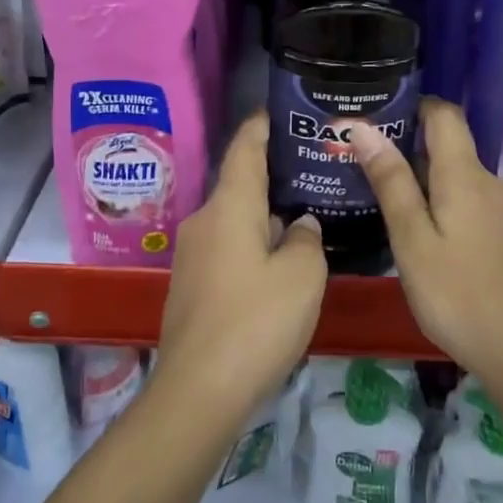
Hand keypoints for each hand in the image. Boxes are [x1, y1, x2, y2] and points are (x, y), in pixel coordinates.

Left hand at [157, 111, 325, 429]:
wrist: (199, 391)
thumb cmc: (256, 322)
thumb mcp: (302, 276)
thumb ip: (307, 241)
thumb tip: (301, 226)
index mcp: (229, 207)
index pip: (244, 150)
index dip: (260, 127)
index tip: (276, 111)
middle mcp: (204, 222)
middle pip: (240, 187)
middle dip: (272, 178)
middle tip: (311, 172)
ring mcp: (193, 256)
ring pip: (235, 222)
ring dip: (264, 218)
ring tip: (303, 218)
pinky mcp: (191, 286)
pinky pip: (227, 250)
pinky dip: (252, 246)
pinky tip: (278, 264)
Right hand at [344, 98, 502, 384]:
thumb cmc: (457, 296)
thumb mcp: (412, 240)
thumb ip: (391, 181)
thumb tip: (364, 127)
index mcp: (466, 175)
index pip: (444, 113)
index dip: (413, 106)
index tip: (378, 119)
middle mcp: (493, 181)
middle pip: (451, 147)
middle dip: (411, 152)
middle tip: (368, 173)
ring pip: (461, 179)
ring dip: (429, 184)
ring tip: (392, 209)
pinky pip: (475, 203)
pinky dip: (449, 207)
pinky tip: (430, 239)